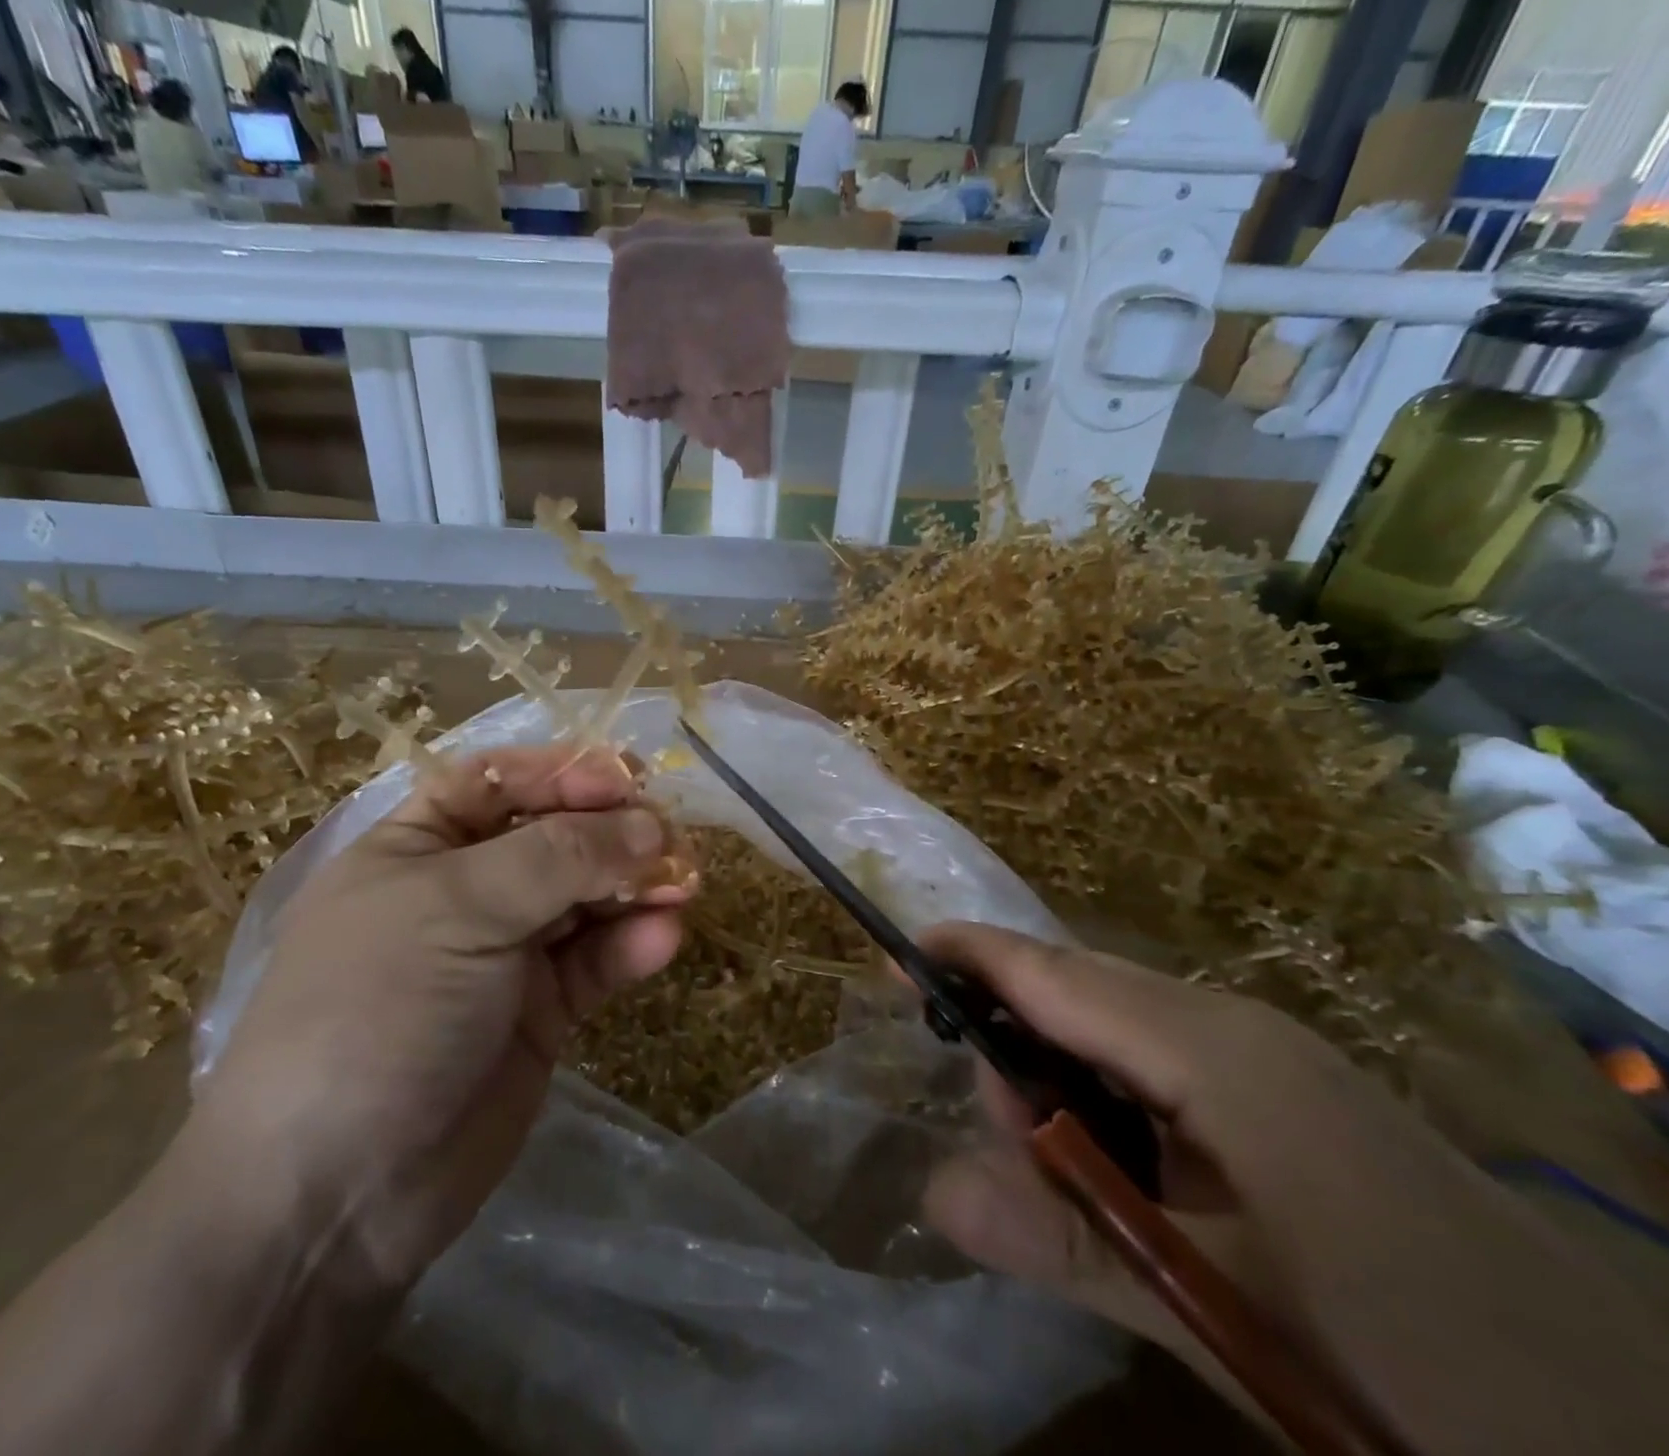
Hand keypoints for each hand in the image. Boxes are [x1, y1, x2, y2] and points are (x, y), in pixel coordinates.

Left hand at [184, 746, 690, 1292]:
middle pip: (553, 836)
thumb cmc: (379, 1010)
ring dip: (635, 885)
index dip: (562, 773)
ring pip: (584, 898)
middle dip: (612, 832)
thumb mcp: (458, 909)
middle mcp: (463, 890)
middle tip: (672, 838)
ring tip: (683, 885)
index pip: (499, 782)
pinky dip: (630, 946)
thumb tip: (649, 824)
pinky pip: (594, 962)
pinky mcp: (541, 1012)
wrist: (337, 1195)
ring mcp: (504, 953)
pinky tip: (663, 940)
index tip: (626, 779)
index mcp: (418, 846)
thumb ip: (559, 858)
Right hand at [918, 923, 1668, 1455]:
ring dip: (1061, 1087)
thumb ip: (1071, 1240)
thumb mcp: (1226, 1310)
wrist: (1646, 1436)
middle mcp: (1232, 1027)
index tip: (893, 956)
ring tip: (1069, 1186)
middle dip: (1010, 1049)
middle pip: (1076, 994)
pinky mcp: (1290, 1098)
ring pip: (1116, 1032)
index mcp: (1212, 1048)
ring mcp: (1269, 1059)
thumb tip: (930, 1190)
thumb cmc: (1423, 1361)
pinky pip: (1162, 1065)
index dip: (966, 956)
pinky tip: (1129, 1181)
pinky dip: (1112, 1103)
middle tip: (999, 1151)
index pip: (1050, 971)